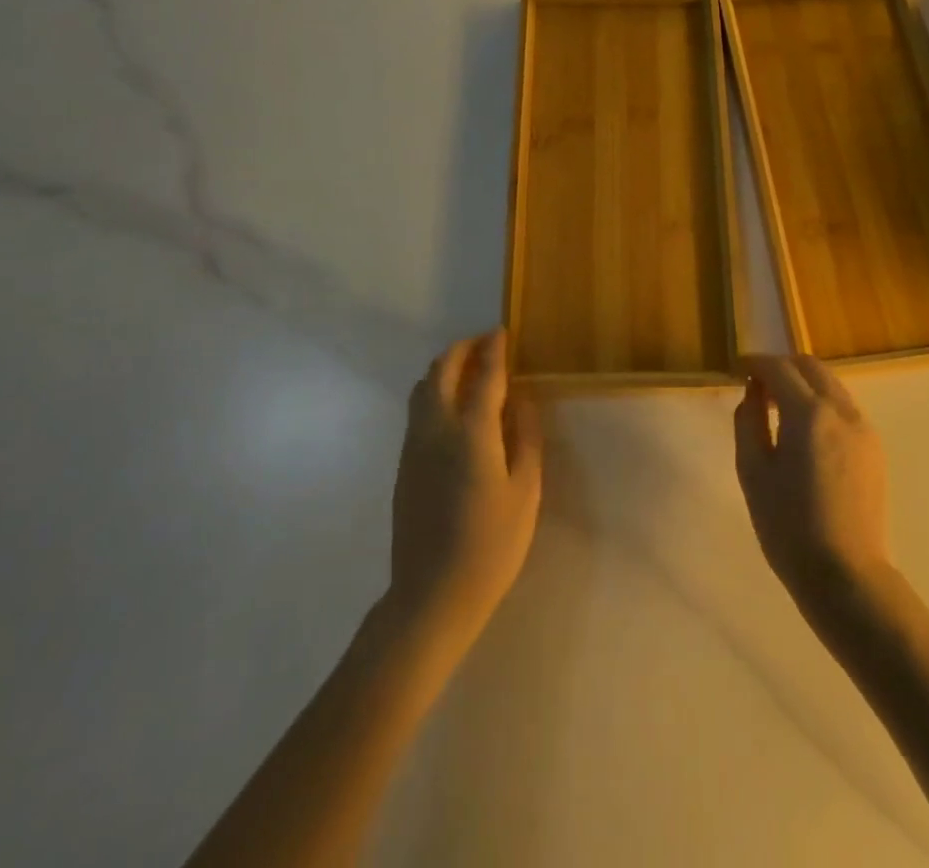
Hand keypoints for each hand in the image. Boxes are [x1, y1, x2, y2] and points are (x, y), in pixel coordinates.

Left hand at [388, 331, 543, 648]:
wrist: (431, 595)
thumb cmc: (491, 545)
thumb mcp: (525, 491)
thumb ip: (525, 438)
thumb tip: (521, 400)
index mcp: (471, 433)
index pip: (483, 375)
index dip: (494, 350)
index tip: (502, 332)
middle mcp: (435, 429)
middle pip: (442, 370)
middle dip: (462, 349)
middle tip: (485, 343)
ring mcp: (413, 446)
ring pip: (422, 387)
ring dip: (445, 368)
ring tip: (470, 370)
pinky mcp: (403, 464)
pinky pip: (417, 410)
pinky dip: (434, 391)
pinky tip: (454, 407)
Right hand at [733, 354, 891, 610]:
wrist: (846, 577)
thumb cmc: (788, 527)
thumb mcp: (753, 472)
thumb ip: (748, 421)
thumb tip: (752, 393)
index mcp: (809, 414)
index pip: (779, 368)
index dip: (755, 363)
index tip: (737, 369)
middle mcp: (842, 411)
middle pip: (811, 367)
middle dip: (782, 367)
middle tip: (757, 386)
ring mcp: (864, 429)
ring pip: (831, 385)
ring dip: (803, 384)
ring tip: (778, 409)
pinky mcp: (874, 449)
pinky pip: (844, 409)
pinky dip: (821, 404)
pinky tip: (805, 433)